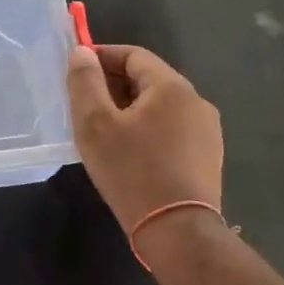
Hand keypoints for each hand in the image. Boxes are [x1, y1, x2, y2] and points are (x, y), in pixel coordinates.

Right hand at [66, 43, 223, 235]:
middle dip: (113, 84)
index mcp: (171, 86)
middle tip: (83, 104)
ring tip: (102, 130)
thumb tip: (82, 52)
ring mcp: (207, 131)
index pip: (133, 55)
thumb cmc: (131, 171)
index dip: (101, 57)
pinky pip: (171, 129)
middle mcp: (196, 101)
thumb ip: (85, 82)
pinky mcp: (208, 157)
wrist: (178, 232)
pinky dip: (147, 129)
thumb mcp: (95, 123)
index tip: (75, 71)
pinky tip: (129, 152)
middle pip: (147, 79)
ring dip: (129, 109)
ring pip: (159, 106)